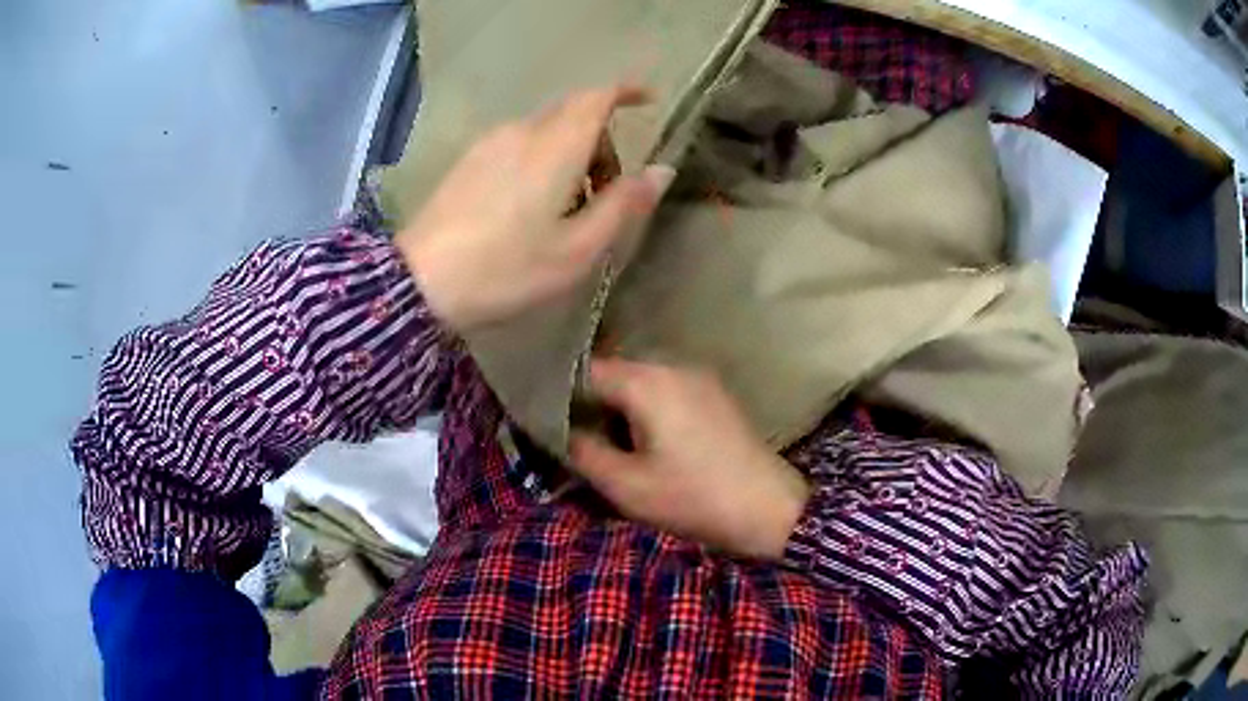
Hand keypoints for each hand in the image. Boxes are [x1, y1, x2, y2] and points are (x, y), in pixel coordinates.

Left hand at [397, 85, 675, 331]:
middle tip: (608, 190)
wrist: (422, 282)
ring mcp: (490, 143)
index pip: (597, 97)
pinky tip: (530, 207)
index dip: (626, 92)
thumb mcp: (578, 248)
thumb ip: (624, 204)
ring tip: (567, 209)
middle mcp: (522, 131)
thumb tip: (662, 170)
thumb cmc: (508, 268)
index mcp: (555, 146)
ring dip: (570, 154)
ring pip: (546, 129)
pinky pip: (518, 143)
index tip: (648, 103)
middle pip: (574, 114)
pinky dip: (541, 159)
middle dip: (601, 140)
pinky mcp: (469, 160)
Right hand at [569, 358, 810, 559]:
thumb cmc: (695, 498)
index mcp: (648, 381)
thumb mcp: (627, 486)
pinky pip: (665, 389)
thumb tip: (559, 431)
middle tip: (571, 435)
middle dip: (590, 401)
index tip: (543, 419)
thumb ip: (583, 452)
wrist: (770, 508)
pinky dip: (644, 408)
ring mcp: (699, 377)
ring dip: (618, 406)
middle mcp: (673, 365)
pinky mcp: (714, 394)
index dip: (560, 393)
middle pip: (614, 372)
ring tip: (604, 441)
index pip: (586, 370)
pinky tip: (642, 440)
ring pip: (639, 380)